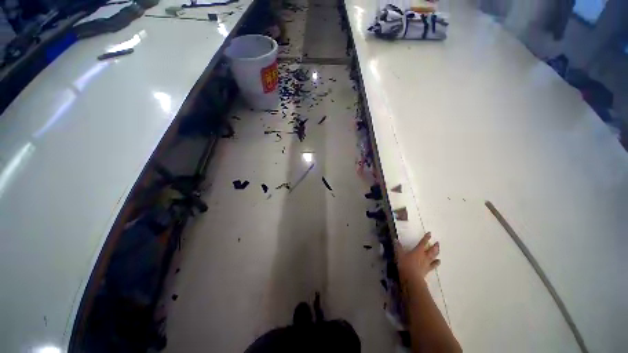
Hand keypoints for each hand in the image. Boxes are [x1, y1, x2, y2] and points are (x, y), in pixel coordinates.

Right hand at [396, 232, 440, 279]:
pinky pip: (433, 265)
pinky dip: (436, 263)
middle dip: (434, 246)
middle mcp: (424, 256)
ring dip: (436, 253)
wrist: (411, 278)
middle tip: (438, 242)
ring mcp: (426, 263)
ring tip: (439, 250)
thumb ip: (398, 247)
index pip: (423, 243)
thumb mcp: (399, 254)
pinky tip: (439, 261)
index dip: (426, 238)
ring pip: (433, 257)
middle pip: (431, 250)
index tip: (430, 233)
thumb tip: (396, 239)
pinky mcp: (427, 270)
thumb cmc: (405, 264)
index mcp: (417, 251)